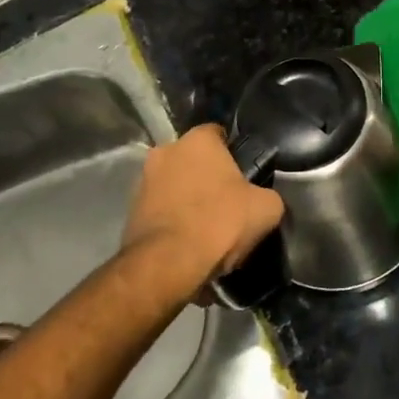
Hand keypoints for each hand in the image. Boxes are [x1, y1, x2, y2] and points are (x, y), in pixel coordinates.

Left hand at [123, 125, 284, 293]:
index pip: (219, 134)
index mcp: (197, 140)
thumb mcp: (266, 209)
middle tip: (227, 206)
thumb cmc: (219, 223)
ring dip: (189, 202)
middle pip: (195, 161)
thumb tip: (262, 200)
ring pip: (176, 186)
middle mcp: (165, 151)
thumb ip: (267, 195)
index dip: (234, 155)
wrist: (167, 264)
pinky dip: (174, 223)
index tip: (244, 178)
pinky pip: (162, 212)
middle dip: (208, 179)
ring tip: (207, 233)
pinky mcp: (131, 211)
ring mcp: (143, 181)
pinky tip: (189, 246)